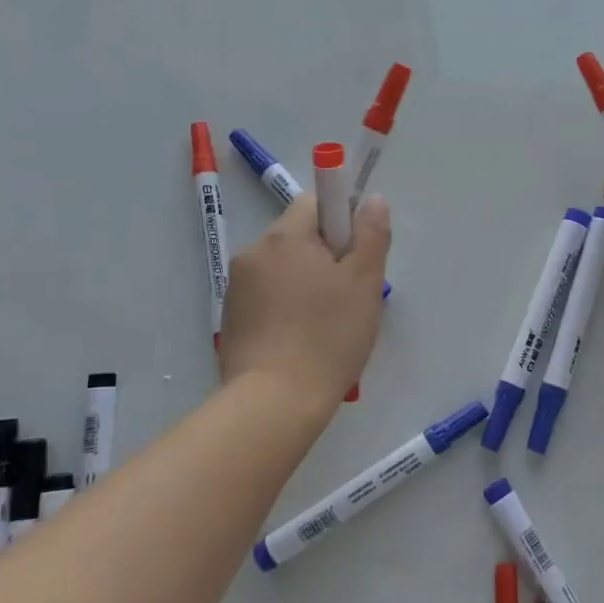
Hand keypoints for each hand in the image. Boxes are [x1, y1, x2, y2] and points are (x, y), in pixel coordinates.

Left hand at [220, 193, 390, 405]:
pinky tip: (301, 340)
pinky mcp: (231, 318)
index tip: (356, 257)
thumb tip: (372, 199)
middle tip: (349, 296)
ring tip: (327, 324)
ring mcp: (237, 286)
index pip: (317, 202)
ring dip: (306, 282)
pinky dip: (286, 307)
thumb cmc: (328, 336)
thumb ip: (372, 233)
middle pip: (299, 236)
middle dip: (326, 256)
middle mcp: (254, 251)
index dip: (342, 222)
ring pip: (284, 268)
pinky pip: (267, 296)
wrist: (274, 403)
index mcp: (285, 235)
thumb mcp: (365, 282)